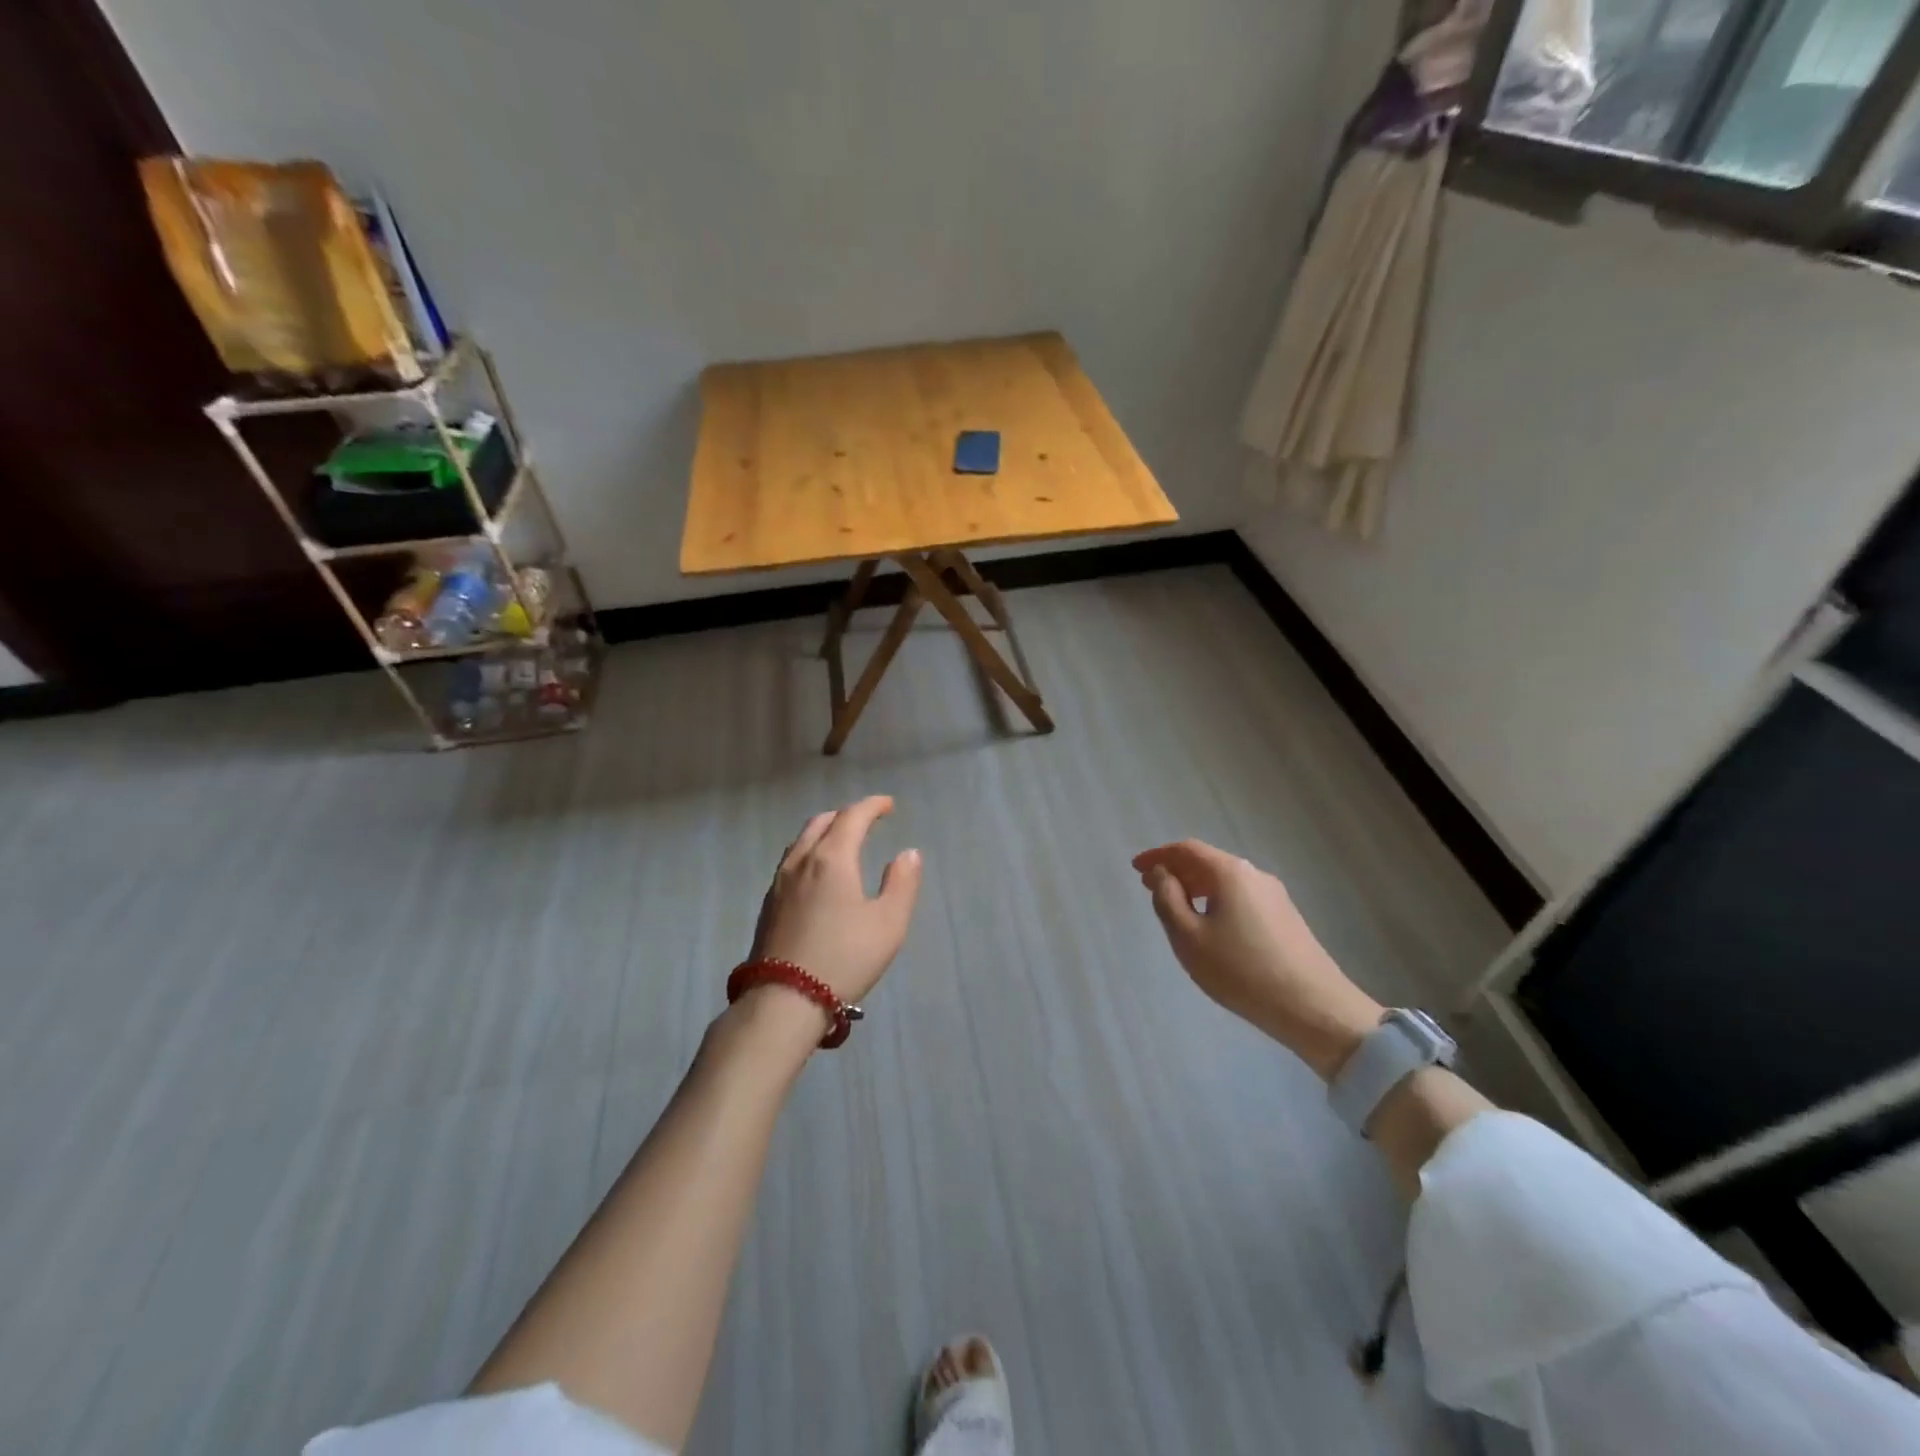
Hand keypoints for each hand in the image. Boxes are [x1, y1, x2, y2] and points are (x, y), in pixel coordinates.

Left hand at [750, 796, 922, 1008]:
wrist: (784, 999)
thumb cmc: (845, 958)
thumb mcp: (888, 923)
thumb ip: (902, 883)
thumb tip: (908, 853)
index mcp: (832, 858)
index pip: (852, 816)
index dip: (872, 805)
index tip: (888, 805)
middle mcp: (802, 860)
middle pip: (821, 821)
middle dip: (846, 814)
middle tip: (867, 820)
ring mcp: (779, 882)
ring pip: (801, 840)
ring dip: (824, 831)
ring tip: (842, 841)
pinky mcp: (768, 903)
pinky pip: (791, 860)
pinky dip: (809, 851)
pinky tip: (817, 873)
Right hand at [1132, 839, 1382, 1079]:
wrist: (1314, 1008)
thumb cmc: (1241, 971)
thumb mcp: (1189, 937)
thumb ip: (1167, 899)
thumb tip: (1161, 873)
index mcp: (1230, 872)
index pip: (1187, 849)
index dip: (1158, 855)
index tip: (1135, 868)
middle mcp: (1254, 875)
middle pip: (1208, 862)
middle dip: (1176, 871)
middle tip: (1150, 888)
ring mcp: (1275, 895)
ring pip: (1226, 881)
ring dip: (1196, 887)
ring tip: (1176, 909)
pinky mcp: (1286, 917)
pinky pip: (1241, 897)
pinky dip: (1216, 900)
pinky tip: (1210, 926)